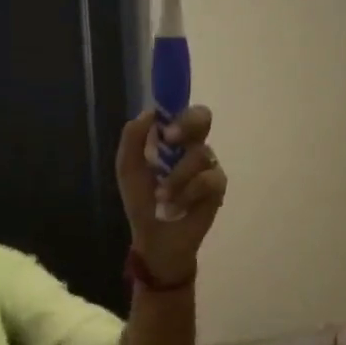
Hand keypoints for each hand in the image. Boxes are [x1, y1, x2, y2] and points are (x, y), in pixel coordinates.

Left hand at [117, 105, 226, 287]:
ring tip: (162, 198)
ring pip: (200, 154)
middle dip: (187, 125)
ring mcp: (207, 166)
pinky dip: (188, 193)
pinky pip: (208, 179)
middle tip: (170, 140)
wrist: (154, 236)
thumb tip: (149, 113)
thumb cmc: (141, 202)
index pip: (181, 110)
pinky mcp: (217, 187)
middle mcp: (192, 146)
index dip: (176, 108)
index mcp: (171, 139)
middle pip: (202, 117)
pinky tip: (177, 207)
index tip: (164, 124)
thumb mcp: (128, 168)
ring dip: (176, 177)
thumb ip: (133, 138)